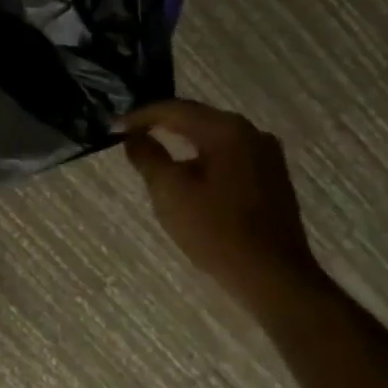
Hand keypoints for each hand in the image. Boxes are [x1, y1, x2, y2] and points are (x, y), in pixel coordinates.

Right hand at [121, 98, 327, 320]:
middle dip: (161, 124)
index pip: (173, 109)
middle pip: (196, 118)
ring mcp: (266, 154)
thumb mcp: (169, 191)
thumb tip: (133, 137)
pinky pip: (228, 153)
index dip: (140, 116)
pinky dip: (202, 155)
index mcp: (226, 130)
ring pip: (213, 136)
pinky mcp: (271, 176)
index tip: (113, 127)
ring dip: (182, 139)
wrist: (273, 277)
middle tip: (130, 133)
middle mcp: (251, 132)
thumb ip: (147, 156)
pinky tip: (187, 169)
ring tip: (153, 148)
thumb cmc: (215, 230)